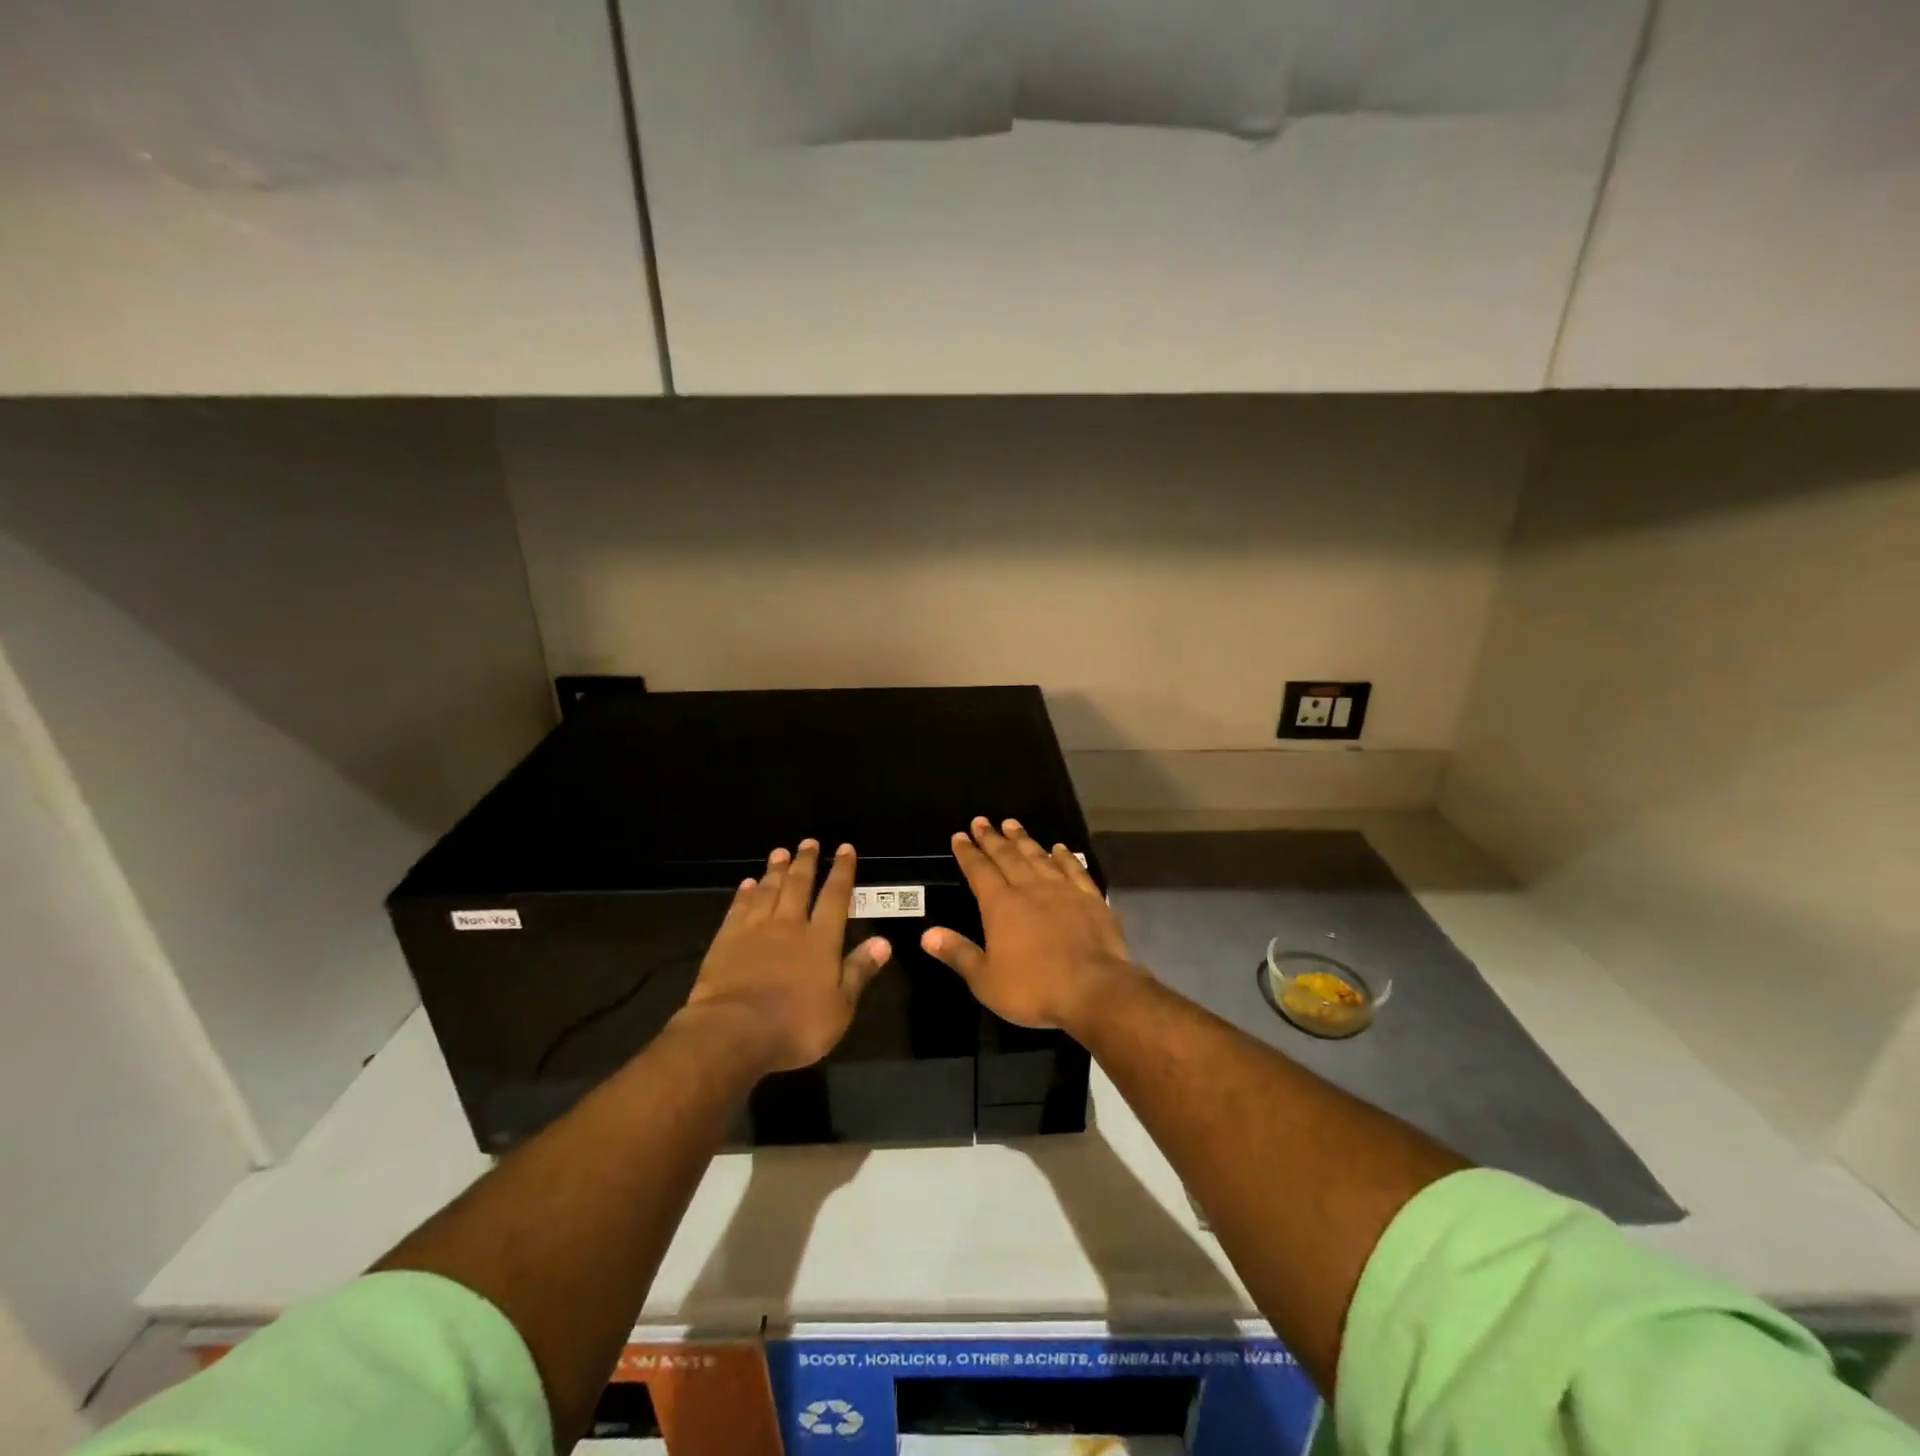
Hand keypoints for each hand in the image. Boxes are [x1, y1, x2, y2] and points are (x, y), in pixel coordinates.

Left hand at [681, 840, 890, 1072]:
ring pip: (768, 891)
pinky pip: (738, 909)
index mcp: (821, 940)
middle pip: (799, 886)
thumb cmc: (795, 1025)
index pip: (835, 897)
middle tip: (808, 842)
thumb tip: (885, 942)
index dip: (842, 872)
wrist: (733, 1032)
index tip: (845, 849)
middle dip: (806, 862)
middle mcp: (789, 926)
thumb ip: (859, 971)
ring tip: (780, 852)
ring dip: (775, 870)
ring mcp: (754, 931)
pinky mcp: (726, 941)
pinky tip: (747, 884)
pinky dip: (745, 894)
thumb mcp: (840, 1007)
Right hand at [922, 817, 1138, 1032]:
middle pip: (1007, 857)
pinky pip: (1074, 870)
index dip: (967, 853)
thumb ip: (958, 954)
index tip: (960, 836)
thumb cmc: (1034, 989)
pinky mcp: (1090, 898)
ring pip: (1038, 857)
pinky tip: (1059, 848)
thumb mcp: (986, 980)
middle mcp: (1030, 889)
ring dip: (1024, 840)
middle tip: (982, 821)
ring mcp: (1063, 890)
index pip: (979, 871)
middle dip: (992, 838)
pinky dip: (1065, 856)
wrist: (1094, 990)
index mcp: (1001, 906)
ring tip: (1013, 824)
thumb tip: (927, 934)